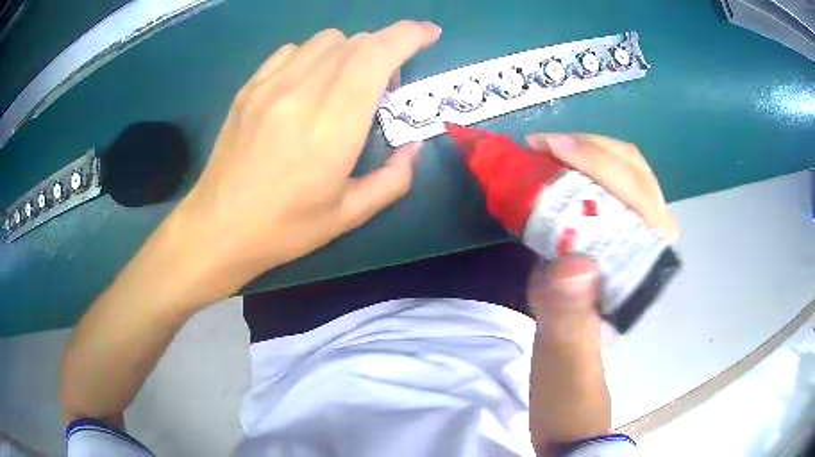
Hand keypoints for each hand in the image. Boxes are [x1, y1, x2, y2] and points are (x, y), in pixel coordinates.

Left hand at [177, 21, 441, 291]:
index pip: (377, 55)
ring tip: (348, 82)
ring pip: (325, 40)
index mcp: (333, 125)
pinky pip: (291, 50)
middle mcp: (302, 92)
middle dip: (386, 48)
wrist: (218, 228)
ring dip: (351, 51)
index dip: (410, 35)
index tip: (430, 34)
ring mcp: (270, 86)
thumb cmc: (285, 228)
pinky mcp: (249, 88)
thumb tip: (414, 148)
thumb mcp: (349, 216)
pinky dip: (315, 55)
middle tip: (388, 84)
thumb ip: (393, 179)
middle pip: (356, 42)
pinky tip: (310, 82)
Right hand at [525, 133, 676, 450]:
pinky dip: (583, 172)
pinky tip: (555, 178)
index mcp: (647, 272)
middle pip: (634, 174)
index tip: (547, 149)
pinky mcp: (619, 246)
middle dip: (589, 148)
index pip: (638, 195)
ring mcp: (637, 244)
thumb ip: (570, 320)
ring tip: (544, 155)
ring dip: (587, 155)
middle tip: (539, 148)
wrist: (574, 399)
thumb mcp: (564, 361)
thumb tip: (572, 263)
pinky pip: (609, 191)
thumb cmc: (572, 388)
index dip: (596, 162)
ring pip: (625, 176)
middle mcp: (652, 250)